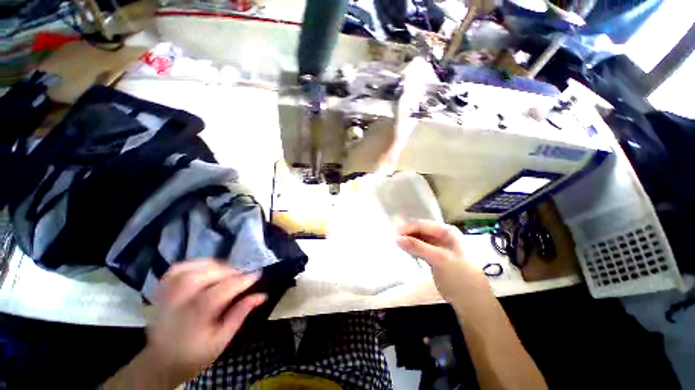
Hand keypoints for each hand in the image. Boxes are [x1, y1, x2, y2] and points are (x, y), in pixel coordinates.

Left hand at [144, 260, 265, 385]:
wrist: (161, 362)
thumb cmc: (195, 354)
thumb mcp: (222, 340)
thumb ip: (240, 315)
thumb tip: (261, 295)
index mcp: (192, 321)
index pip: (217, 294)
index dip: (240, 282)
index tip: (257, 275)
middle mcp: (176, 305)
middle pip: (200, 278)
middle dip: (226, 272)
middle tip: (241, 275)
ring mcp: (166, 296)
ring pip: (187, 271)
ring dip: (211, 265)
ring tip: (226, 270)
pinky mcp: (162, 291)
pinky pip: (176, 270)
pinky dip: (194, 264)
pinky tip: (206, 267)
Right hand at [396, 220, 487, 301]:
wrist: (471, 301)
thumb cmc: (459, 276)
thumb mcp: (439, 259)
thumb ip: (418, 247)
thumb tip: (397, 238)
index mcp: (446, 231)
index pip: (423, 225)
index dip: (408, 228)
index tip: (394, 234)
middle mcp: (442, 236)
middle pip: (420, 231)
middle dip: (407, 234)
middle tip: (393, 240)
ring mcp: (438, 246)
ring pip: (419, 239)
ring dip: (408, 242)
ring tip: (396, 245)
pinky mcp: (434, 257)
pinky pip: (420, 248)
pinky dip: (412, 249)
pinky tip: (405, 252)